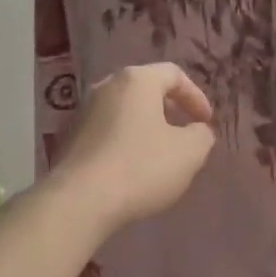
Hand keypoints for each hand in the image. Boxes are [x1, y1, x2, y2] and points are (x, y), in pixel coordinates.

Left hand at [51, 63, 216, 230]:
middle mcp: (106, 87)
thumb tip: (198, 131)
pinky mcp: (70, 139)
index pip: (174, 74)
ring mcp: (83, 113)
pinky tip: (133, 169)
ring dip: (146, 127)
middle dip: (170, 110)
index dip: (196, 96)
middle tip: (185, 133)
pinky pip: (107, 132)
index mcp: (137, 80)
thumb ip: (202, 135)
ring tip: (161, 154)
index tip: (206, 122)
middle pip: (146, 90)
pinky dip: (125, 142)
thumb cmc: (141, 167)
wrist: (79, 202)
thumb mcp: (190, 152)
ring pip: (125, 111)